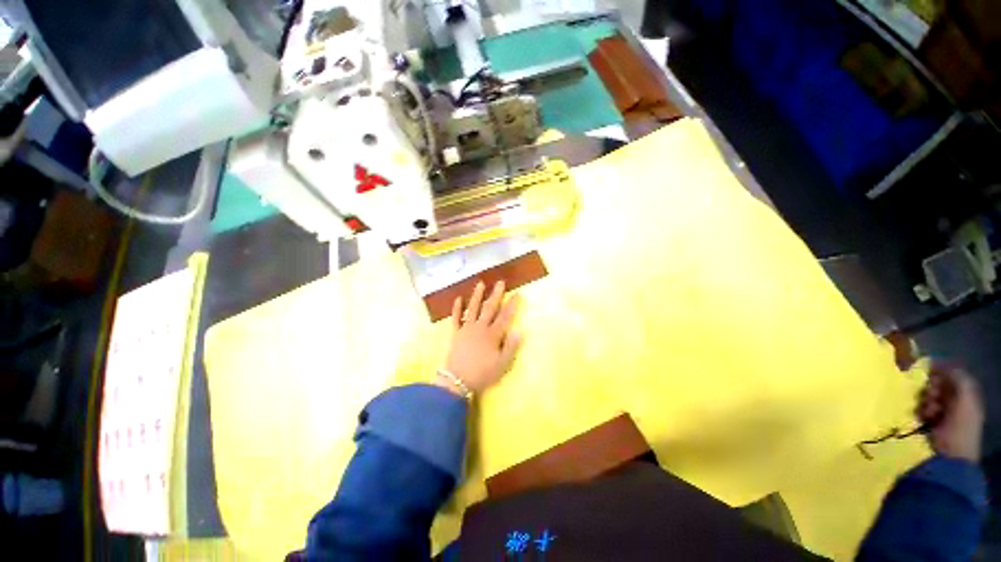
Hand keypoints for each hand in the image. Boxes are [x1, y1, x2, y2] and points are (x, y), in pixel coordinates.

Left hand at [437, 281, 521, 395]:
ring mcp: (466, 329)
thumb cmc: (483, 373)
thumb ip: (511, 347)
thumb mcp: (502, 364)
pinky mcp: (455, 333)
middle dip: (496, 294)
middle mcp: (480, 327)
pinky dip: (456, 308)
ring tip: (480, 284)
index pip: (505, 317)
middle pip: (489, 308)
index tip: (517, 294)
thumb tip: (520, 331)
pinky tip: (458, 299)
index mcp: (493, 335)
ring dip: (477, 296)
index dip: (512, 305)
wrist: (458, 381)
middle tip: (500, 282)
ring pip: (472, 308)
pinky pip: (455, 318)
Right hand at [917, 364, 984, 462]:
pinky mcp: (930, 421)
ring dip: (926, 400)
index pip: (953, 374)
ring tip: (928, 410)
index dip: (941, 371)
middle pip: (939, 385)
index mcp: (967, 394)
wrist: (950, 456)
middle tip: (930, 395)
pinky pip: (922, 408)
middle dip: (932, 388)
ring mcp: (943, 412)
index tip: (929, 371)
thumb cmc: (961, 426)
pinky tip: (923, 417)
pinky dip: (921, 410)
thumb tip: (940, 363)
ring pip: (929, 396)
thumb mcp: (965, 399)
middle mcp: (956, 400)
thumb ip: (958, 378)